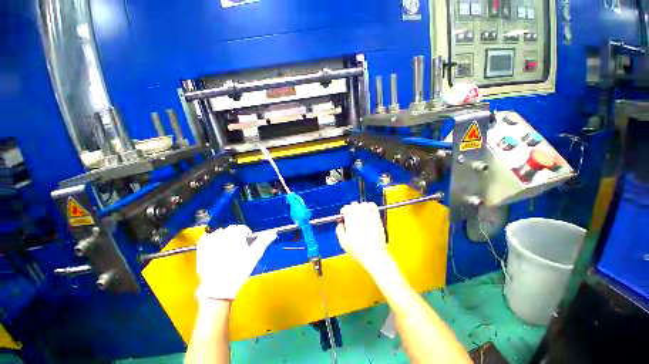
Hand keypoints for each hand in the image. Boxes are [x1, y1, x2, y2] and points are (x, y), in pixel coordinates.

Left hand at [196, 225, 276, 300]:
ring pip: (219, 233)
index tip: (247, 243)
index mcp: (235, 234)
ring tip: (227, 249)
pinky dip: (211, 240)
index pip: (243, 228)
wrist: (219, 288)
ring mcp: (210, 241)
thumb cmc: (239, 271)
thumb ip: (264, 241)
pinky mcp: (201, 249)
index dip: (247, 236)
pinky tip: (214, 248)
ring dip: (224, 237)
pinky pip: (206, 238)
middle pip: (231, 229)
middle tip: (238, 248)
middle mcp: (222, 234)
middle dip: (236, 236)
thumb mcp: (255, 255)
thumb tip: (273, 233)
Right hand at [336, 202, 389, 273]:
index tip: (343, 217)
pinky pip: (373, 206)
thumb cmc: (359, 249)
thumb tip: (340, 225)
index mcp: (350, 217)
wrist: (374, 255)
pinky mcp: (377, 218)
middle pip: (354, 204)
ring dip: (360, 207)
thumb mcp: (343, 241)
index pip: (345, 208)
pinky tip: (368, 211)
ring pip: (363, 204)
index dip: (343, 212)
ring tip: (359, 214)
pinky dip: (370, 206)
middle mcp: (360, 213)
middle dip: (351, 208)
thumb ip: (339, 230)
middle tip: (350, 216)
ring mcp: (369, 215)